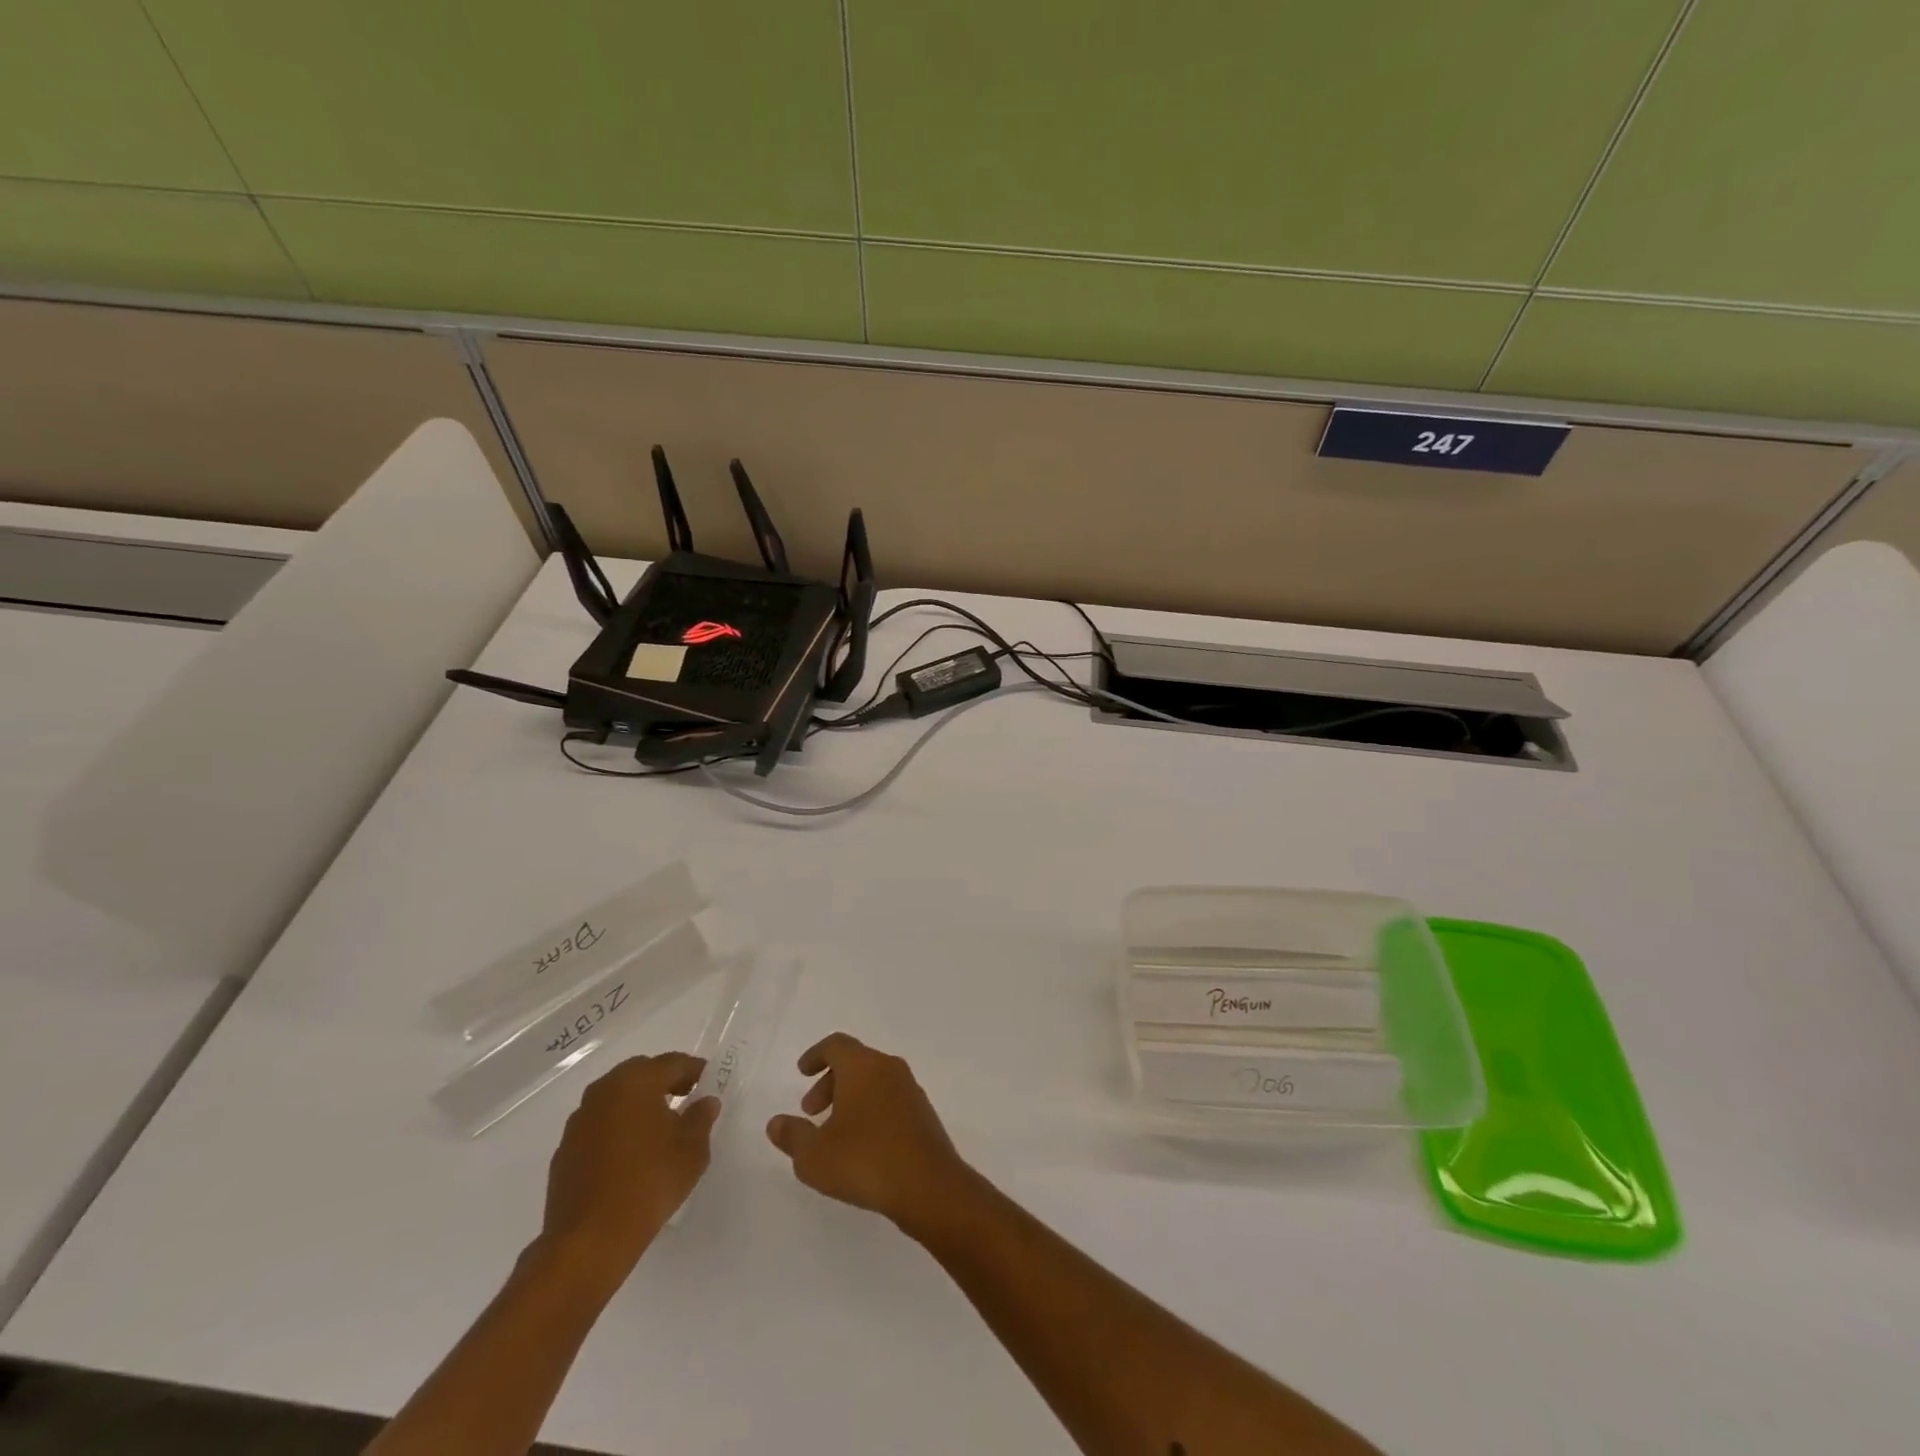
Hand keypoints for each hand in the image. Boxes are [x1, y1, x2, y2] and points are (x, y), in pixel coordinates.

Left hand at [535, 1053, 719, 1290]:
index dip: (696, 1070)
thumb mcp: (692, 1149)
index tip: (710, 1084)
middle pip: (640, 1074)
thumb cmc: (649, 1183)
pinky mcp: (564, 1151)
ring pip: (615, 1099)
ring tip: (657, 1129)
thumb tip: (705, 1102)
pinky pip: (598, 1127)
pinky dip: (616, 1130)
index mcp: (636, 1081)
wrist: (589, 1241)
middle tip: (686, 1099)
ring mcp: (579, 1122)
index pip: (673, 1063)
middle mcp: (603, 1091)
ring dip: (637, 1106)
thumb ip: (701, 1118)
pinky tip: (629, 1156)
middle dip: (664, 1082)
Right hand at [766, 1033, 976, 1238]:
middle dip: (829, 1082)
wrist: (928, 1184)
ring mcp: (910, 1089)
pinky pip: (890, 1099)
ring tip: (834, 1132)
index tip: (801, 1072)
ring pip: (874, 1080)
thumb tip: (776, 1123)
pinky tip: (862, 1144)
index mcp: (863, 1066)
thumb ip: (793, 1136)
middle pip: (855, 1061)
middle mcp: (889, 1068)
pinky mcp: (923, 1113)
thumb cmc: (864, 1160)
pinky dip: (871, 1110)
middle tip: (811, 1111)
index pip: (836, 1045)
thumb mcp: (814, 1155)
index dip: (816, 1055)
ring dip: (850, 1097)